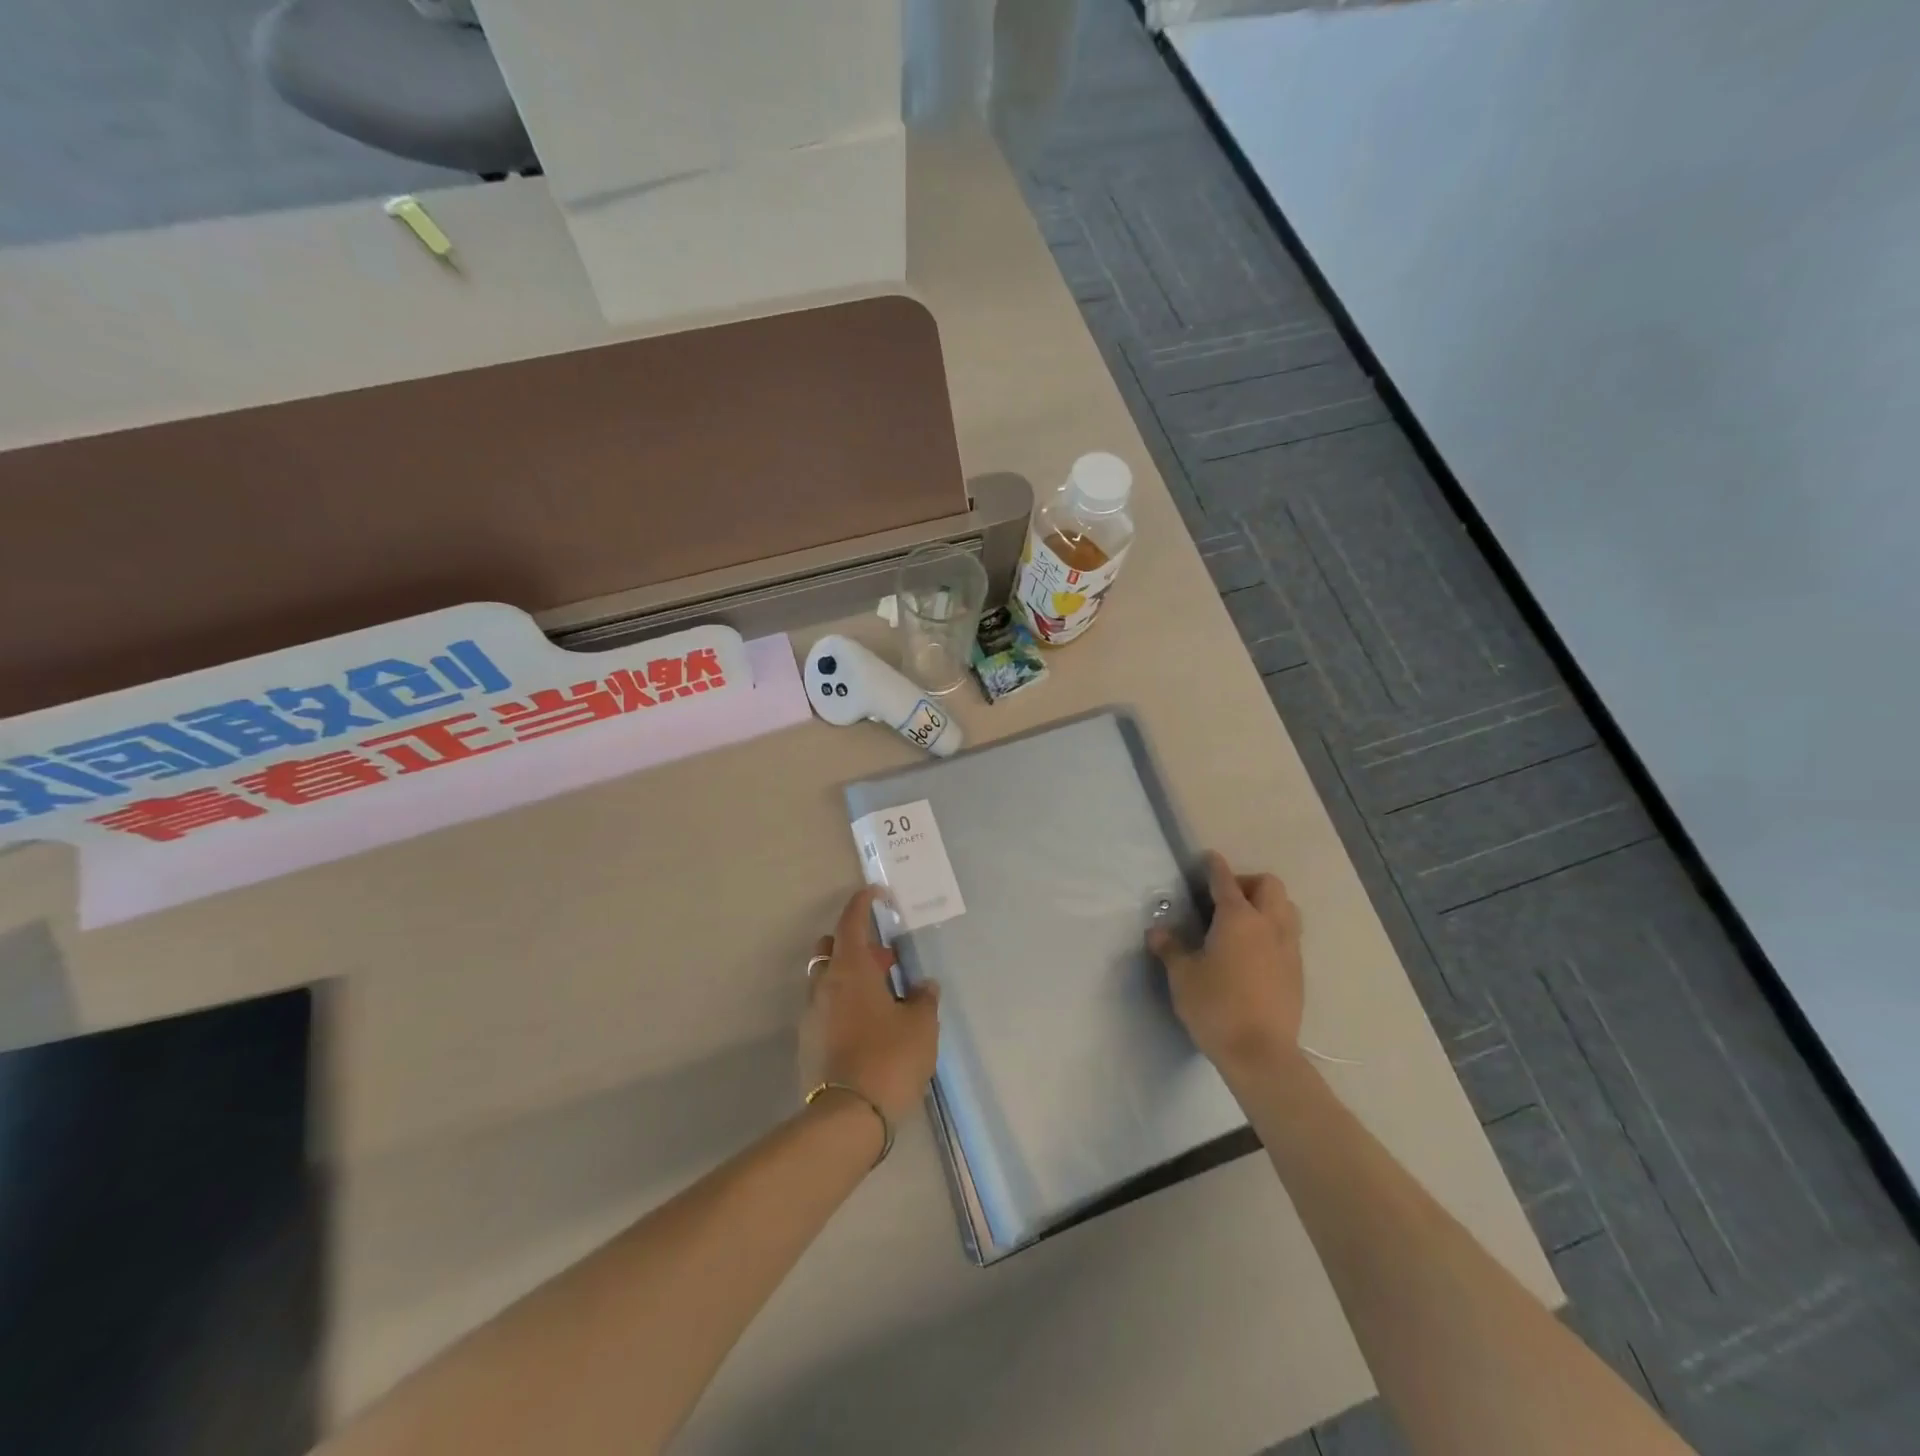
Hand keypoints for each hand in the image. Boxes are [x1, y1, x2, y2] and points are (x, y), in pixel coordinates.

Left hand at [798, 886, 941, 1128]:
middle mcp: (824, 985)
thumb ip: (924, 999)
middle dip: (856, 945)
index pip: (851, 922)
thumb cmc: (889, 1058)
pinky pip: (825, 1008)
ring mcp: (811, 1014)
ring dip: (850, 977)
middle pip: (831, 948)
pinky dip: (843, 1004)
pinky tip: (868, 1027)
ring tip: (883, 999)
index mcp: (851, 970)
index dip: (862, 903)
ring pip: (826, 980)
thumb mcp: (921, 1026)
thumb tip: (923, 986)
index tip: (875, 893)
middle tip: (886, 962)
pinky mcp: (808, 1042)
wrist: (847, 1117)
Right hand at [1147, 851, 1304, 1078]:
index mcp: (1238, 918)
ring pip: (1287, 908)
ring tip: (1244, 922)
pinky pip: (1290, 935)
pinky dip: (1274, 930)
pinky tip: (1255, 952)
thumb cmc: (1216, 1007)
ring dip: (1268, 904)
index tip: (1208, 858)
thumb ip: (1171, 949)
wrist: (1261, 1055)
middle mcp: (1269, 925)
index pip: (1225, 881)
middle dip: (1248, 882)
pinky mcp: (1298, 972)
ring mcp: (1288, 948)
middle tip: (1225, 898)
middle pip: (1269, 886)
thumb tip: (1157, 931)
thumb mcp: (1182, 977)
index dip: (1215, 867)